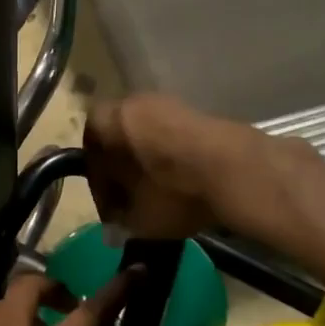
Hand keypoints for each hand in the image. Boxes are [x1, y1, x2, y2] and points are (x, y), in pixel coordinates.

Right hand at [85, 94, 303, 239]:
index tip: (111, 210)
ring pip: (150, 139)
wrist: (234, 171)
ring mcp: (172, 105)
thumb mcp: (136, 217)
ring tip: (160, 198)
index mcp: (108, 119)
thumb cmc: (171, 190)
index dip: (99, 186)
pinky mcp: (203, 115)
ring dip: (151, 165)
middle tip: (133, 203)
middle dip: (125, 172)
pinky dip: (175, 161)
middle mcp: (136, 102)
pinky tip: (185, 187)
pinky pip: (176, 140)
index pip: (90, 153)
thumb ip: (120, 219)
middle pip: (121, 140)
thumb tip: (117, 224)